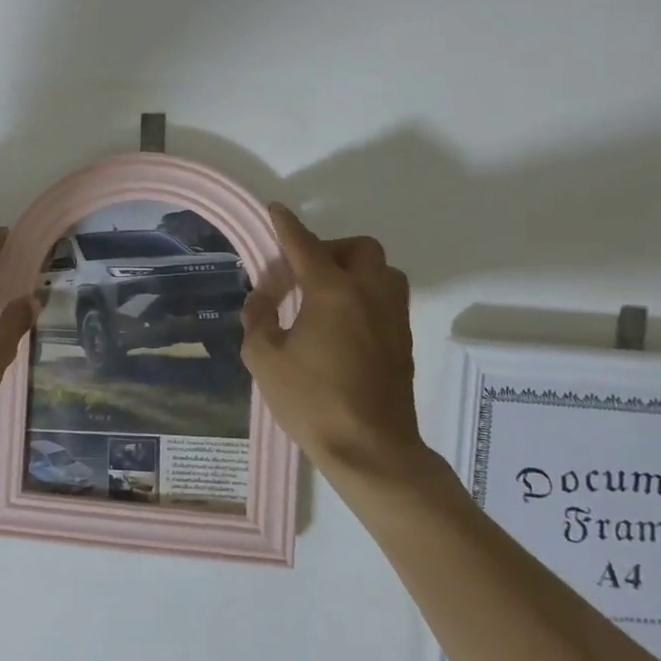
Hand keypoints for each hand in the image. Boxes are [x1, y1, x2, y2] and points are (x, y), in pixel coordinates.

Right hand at [241, 204, 435, 481]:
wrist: (371, 450)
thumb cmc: (312, 401)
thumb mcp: (264, 359)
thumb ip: (258, 320)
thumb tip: (262, 300)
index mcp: (333, 293)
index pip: (305, 246)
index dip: (287, 226)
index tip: (275, 210)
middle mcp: (369, 294)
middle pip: (359, 248)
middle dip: (329, 248)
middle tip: (301, 272)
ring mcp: (392, 317)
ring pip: (382, 271)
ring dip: (353, 269)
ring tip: (324, 294)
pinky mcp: (402, 340)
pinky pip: (387, 297)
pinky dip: (364, 293)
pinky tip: (340, 322)